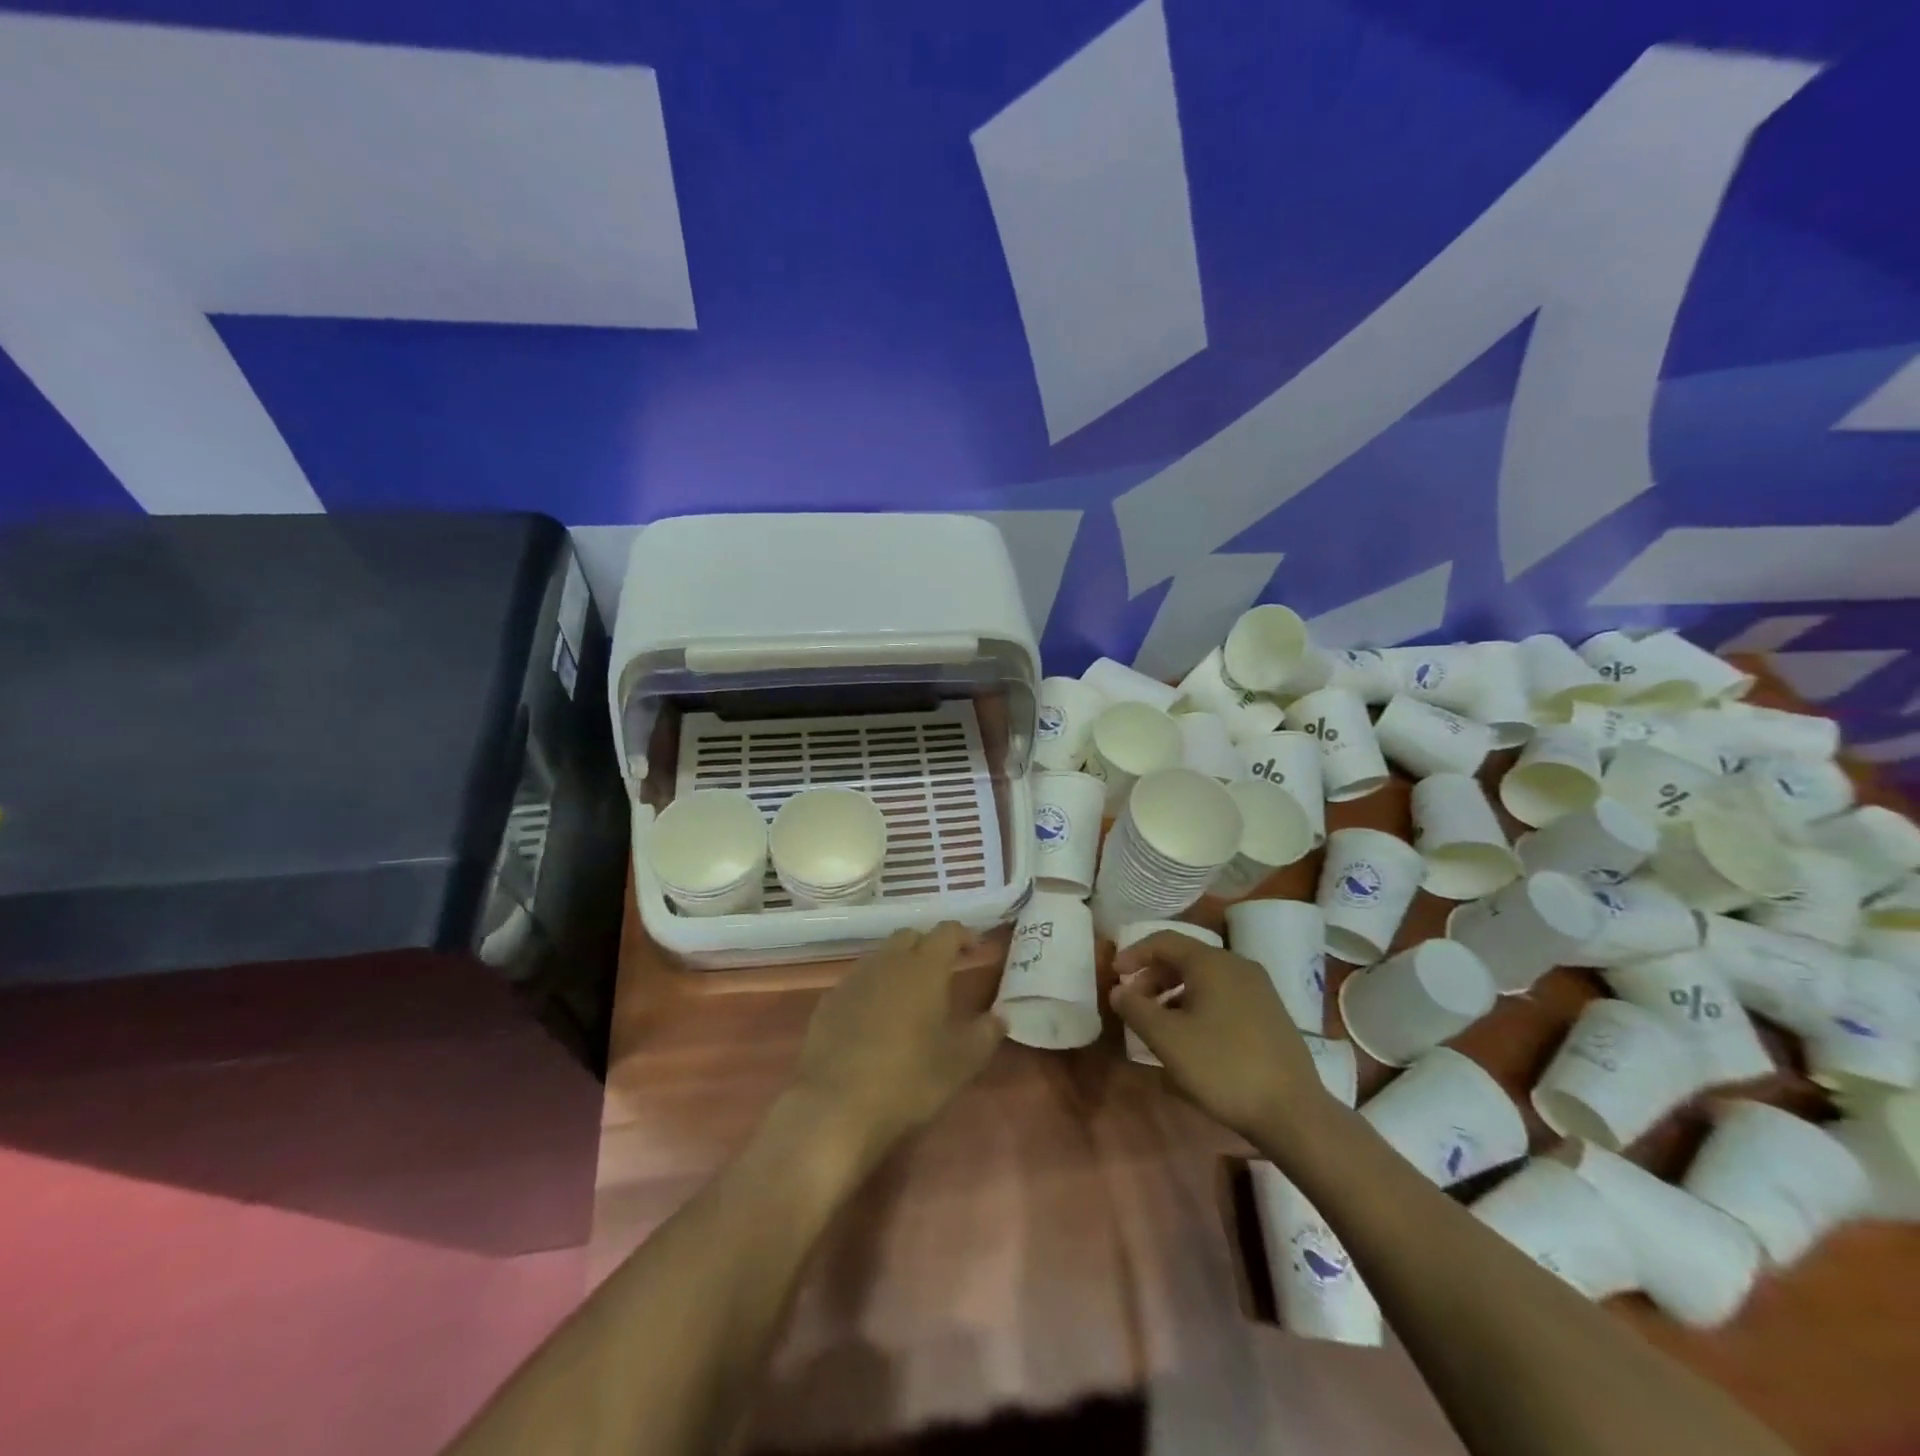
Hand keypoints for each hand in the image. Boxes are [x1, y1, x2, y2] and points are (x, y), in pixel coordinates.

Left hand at [792, 923, 1005, 1161]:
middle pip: (910, 937)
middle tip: (942, 972)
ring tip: (909, 997)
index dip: (963, 935)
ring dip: (898, 967)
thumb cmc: (909, 1079)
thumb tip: (1000, 1016)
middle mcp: (888, 962)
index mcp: (924, 968)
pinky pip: (857, 983)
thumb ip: (986, 1033)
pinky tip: (875, 1020)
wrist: (836, 1106)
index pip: (946, 932)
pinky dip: (872, 990)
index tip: (974, 949)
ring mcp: (854, 980)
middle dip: (928, 946)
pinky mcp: (829, 1002)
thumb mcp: (961, 1063)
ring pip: (881, 958)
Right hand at [1110, 930, 1333, 1140]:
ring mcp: (1259, 989)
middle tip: (1133, 1004)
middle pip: (1184, 958)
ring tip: (1159, 1025)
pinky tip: (1192, 1039)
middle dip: (1153, 977)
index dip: (1133, 954)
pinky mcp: (1270, 1013)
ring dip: (1174, 994)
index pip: (1163, 941)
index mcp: (1211, 963)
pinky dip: (1198, 1006)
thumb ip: (1135, 1009)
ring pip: (1205, 979)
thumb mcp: (1167, 1039)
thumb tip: (1118, 990)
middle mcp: (1237, 965)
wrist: (1293, 1112)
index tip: (1114, 975)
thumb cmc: (1222, 1067)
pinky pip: (1224, 996)